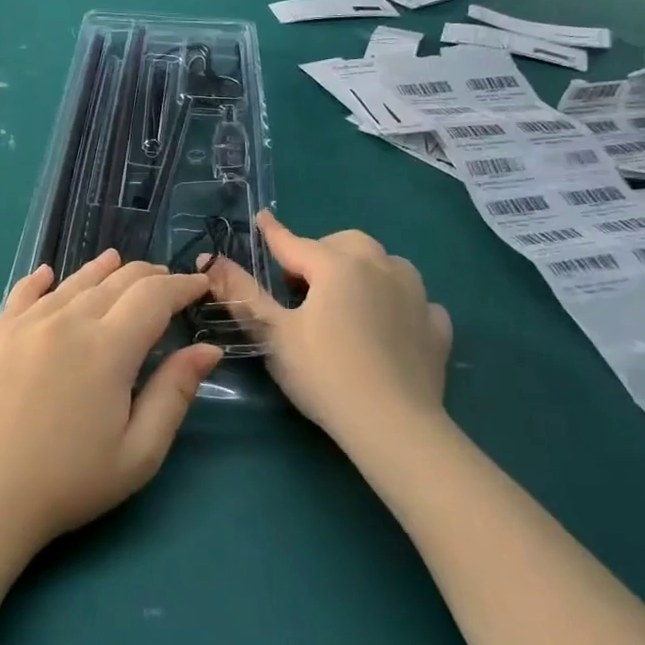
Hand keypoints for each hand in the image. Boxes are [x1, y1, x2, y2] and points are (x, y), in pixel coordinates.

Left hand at [0, 251, 220, 553]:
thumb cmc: (68, 482)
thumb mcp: (138, 452)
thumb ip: (175, 393)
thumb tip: (207, 348)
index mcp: (108, 347)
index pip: (154, 296)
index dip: (182, 285)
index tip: (201, 285)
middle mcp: (69, 321)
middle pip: (117, 281)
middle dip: (149, 276)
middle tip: (169, 281)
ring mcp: (28, 323)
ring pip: (74, 281)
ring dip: (103, 269)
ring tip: (118, 262)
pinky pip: (24, 292)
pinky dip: (43, 279)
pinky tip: (49, 274)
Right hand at [205, 212, 451, 447]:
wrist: (393, 425)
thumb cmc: (323, 374)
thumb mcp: (273, 334)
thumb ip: (242, 293)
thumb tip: (209, 259)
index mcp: (337, 266)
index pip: (295, 242)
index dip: (274, 232)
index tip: (262, 219)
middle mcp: (381, 268)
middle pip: (347, 244)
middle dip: (322, 252)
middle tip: (301, 284)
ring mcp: (416, 296)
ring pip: (387, 265)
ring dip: (365, 271)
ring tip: (348, 298)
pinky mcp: (436, 327)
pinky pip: (416, 301)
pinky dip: (398, 304)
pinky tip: (389, 326)